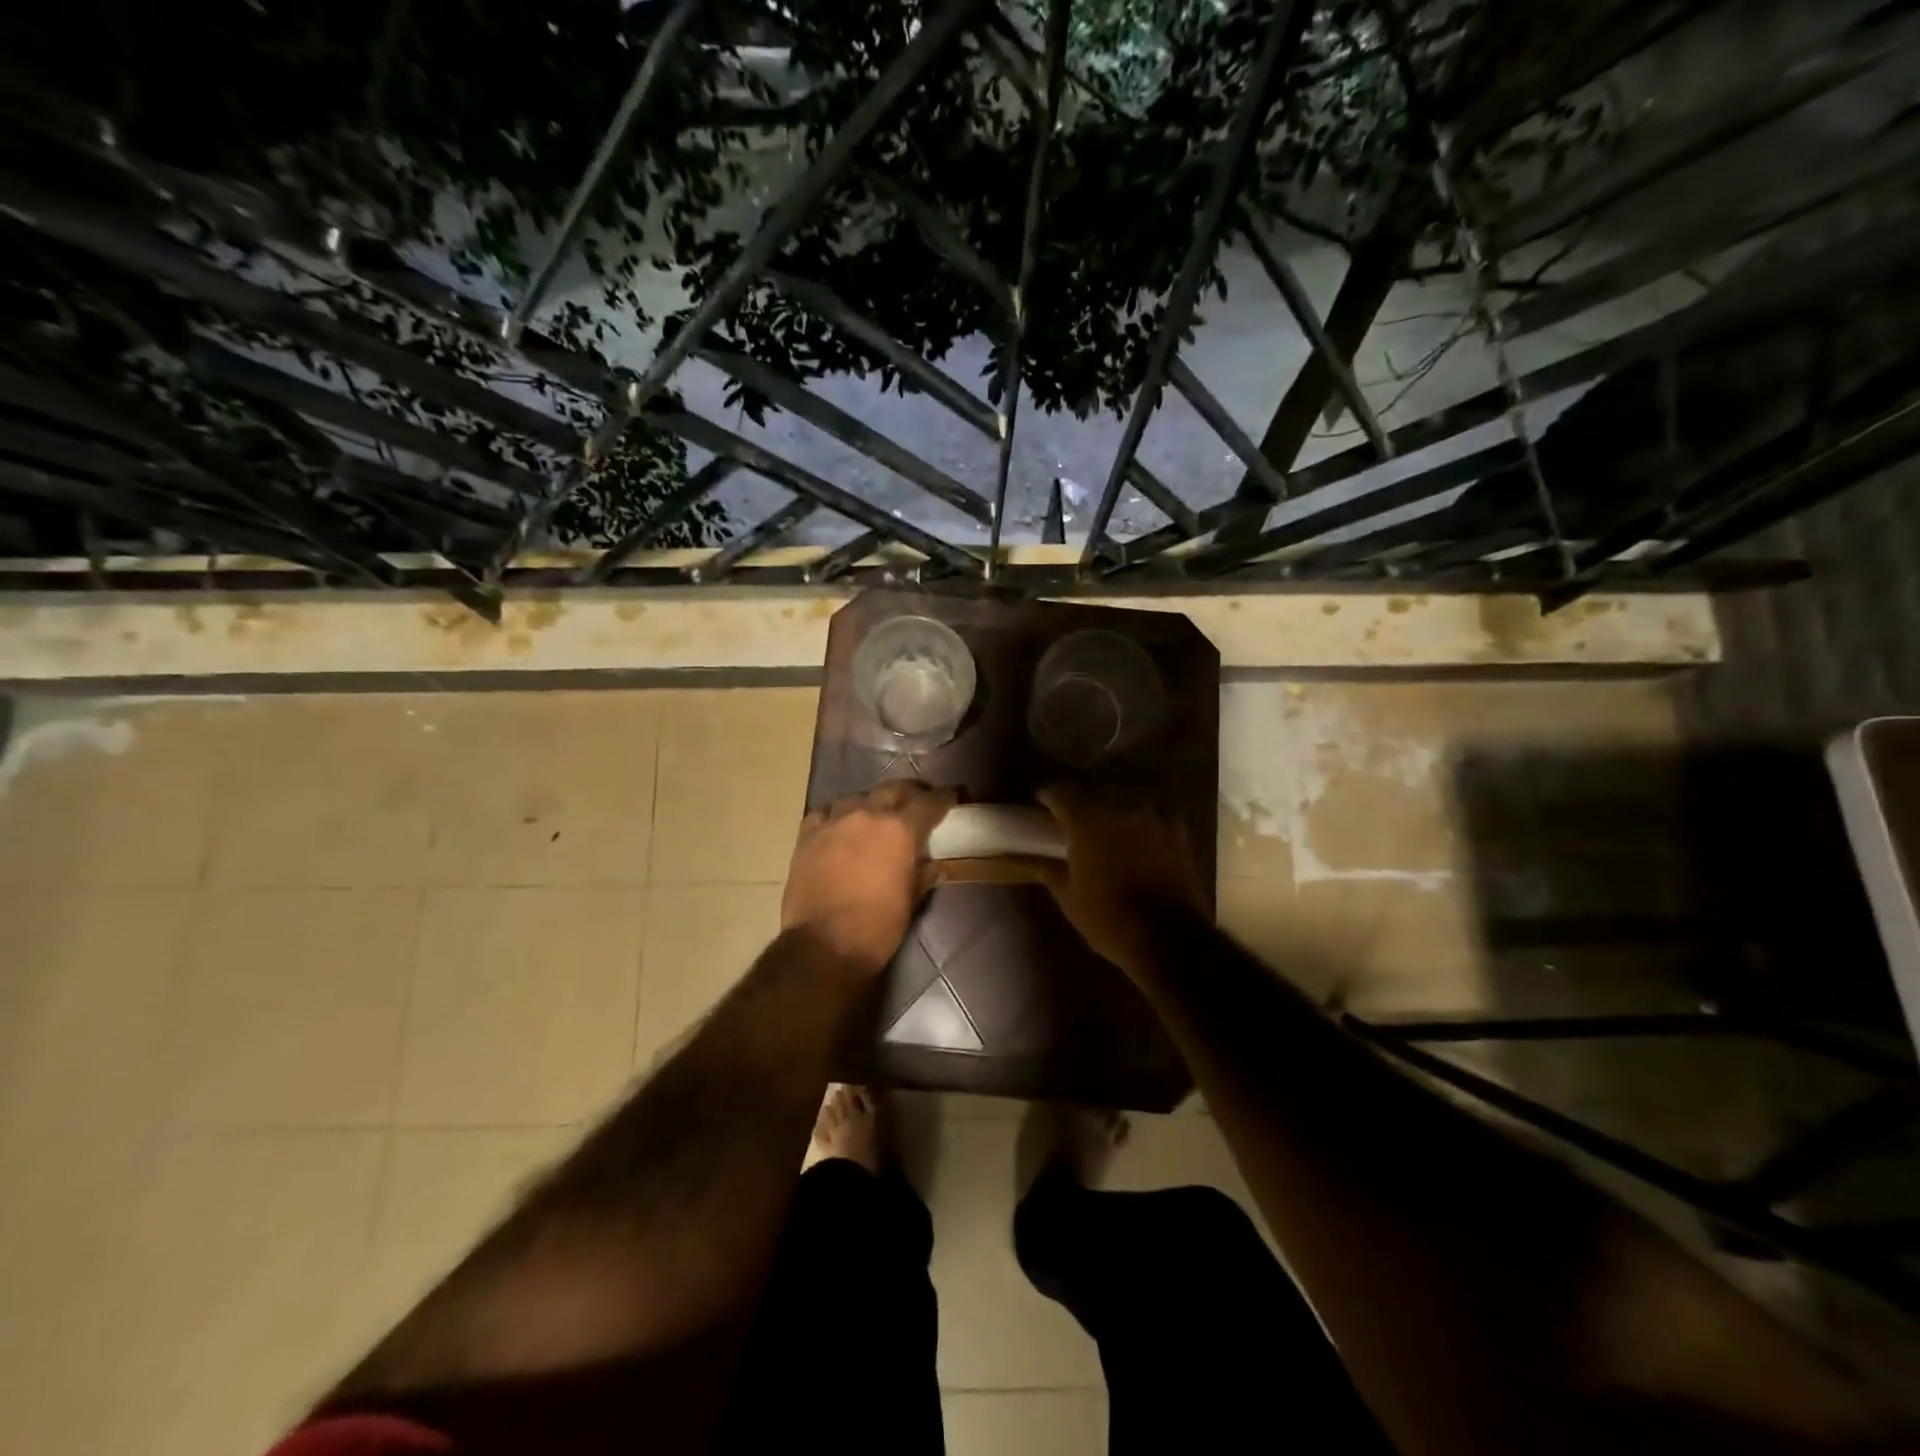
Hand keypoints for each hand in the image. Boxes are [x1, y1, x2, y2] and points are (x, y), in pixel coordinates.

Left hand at [782, 780, 957, 975]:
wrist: (822, 946)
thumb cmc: (877, 928)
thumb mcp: (911, 902)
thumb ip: (923, 874)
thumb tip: (932, 863)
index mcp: (900, 830)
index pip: (930, 802)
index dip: (944, 798)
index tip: (953, 797)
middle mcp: (868, 815)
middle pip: (893, 790)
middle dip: (909, 793)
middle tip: (917, 803)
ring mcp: (834, 821)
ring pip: (858, 798)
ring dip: (871, 805)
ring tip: (875, 817)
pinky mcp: (807, 835)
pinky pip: (825, 814)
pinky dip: (837, 817)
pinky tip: (839, 828)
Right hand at [1037, 785, 1207, 975]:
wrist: (1168, 939)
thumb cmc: (1108, 919)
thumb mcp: (1069, 899)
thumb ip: (1051, 873)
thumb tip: (1039, 864)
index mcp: (1086, 822)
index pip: (1061, 794)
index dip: (1049, 797)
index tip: (1043, 803)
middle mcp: (1120, 809)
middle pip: (1095, 794)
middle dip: (1083, 805)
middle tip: (1076, 822)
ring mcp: (1153, 819)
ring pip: (1127, 803)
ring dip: (1115, 812)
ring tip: (1110, 829)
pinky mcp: (1178, 833)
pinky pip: (1155, 818)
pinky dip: (1144, 825)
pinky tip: (1142, 838)